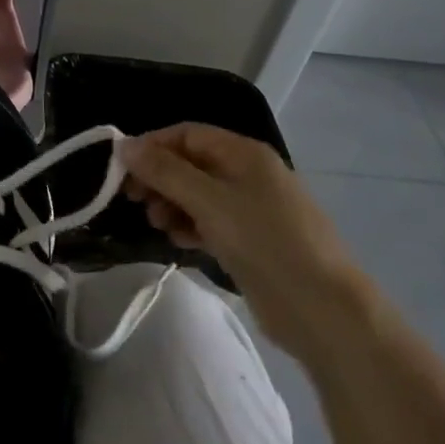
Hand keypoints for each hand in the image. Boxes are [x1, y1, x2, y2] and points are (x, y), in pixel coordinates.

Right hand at [121, 124, 373, 361]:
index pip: (186, 134)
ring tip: (157, 224)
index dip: (152, 146)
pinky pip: (209, 221)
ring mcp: (251, 209)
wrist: (323, 309)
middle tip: (134, 199)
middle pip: (190, 163)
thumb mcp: (208, 201)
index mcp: (244, 154)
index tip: (121, 169)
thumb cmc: (265, 241)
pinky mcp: (250, 241)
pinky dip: (189, 226)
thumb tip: (124, 145)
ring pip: (196, 194)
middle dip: (159, 177)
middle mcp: (248, 174)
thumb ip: (164, 171)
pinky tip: (178, 241)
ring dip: (170, 203)